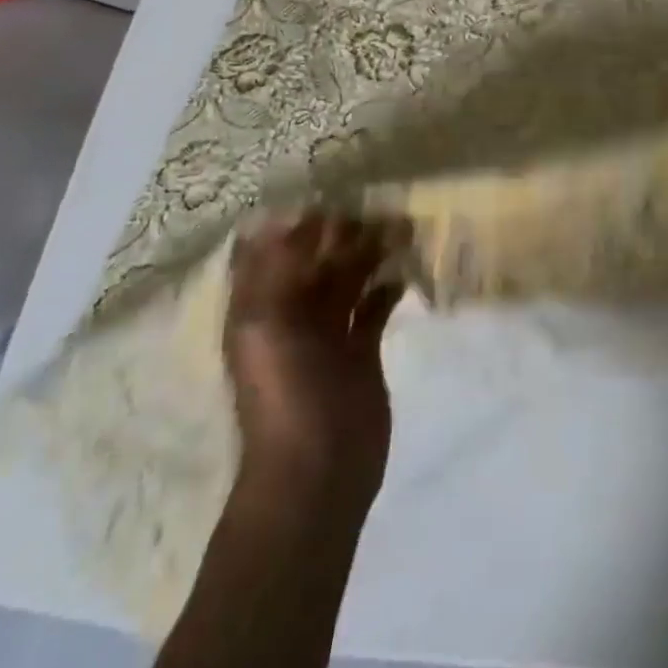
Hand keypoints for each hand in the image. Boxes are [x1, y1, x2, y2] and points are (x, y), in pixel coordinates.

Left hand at [224, 212, 407, 520]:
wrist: (318, 474)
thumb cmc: (285, 398)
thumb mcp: (266, 327)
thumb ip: (278, 270)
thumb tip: (295, 215)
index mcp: (261, 306)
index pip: (273, 248)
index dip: (298, 219)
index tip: (335, 192)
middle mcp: (292, 312)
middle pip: (318, 258)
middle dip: (346, 231)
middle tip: (383, 206)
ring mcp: (327, 333)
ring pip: (350, 277)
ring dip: (373, 252)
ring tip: (404, 228)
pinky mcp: (361, 350)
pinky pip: (374, 306)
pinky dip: (389, 286)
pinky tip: (406, 272)